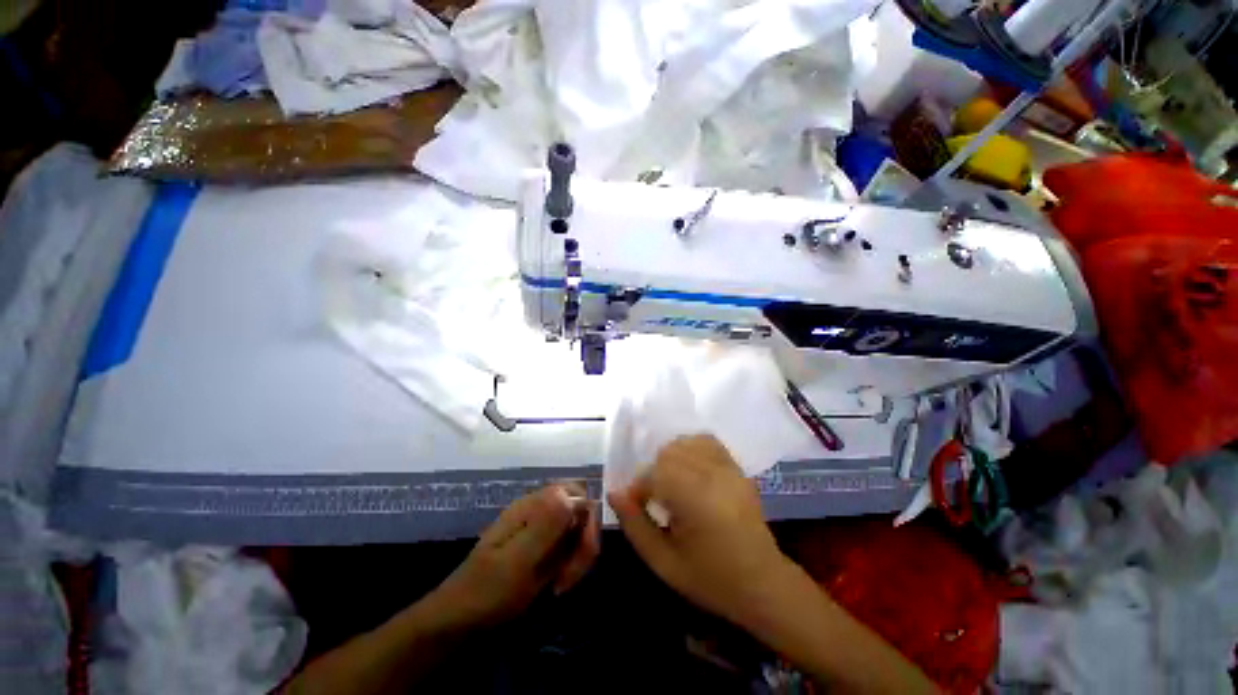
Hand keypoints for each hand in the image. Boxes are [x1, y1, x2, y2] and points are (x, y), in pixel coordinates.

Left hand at [430, 484, 599, 626]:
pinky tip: (557, 585)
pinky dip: (570, 566)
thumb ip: (545, 526)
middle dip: (584, 543)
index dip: (587, 519)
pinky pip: (568, 548)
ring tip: (562, 585)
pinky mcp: (541, 548)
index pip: (577, 494)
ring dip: (578, 558)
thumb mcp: (516, 561)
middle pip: (581, 512)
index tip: (583, 552)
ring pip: (577, 532)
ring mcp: (541, 529)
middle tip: (570, 577)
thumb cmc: (485, 591)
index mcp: (532, 505)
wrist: (458, 621)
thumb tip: (573, 495)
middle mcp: (540, 510)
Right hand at [607, 435, 795, 626]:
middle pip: (668, 453)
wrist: (763, 583)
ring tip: (671, 484)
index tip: (636, 507)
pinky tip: (689, 469)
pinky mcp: (736, 467)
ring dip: (670, 459)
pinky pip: (707, 442)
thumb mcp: (663, 562)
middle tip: (654, 500)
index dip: (638, 490)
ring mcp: (727, 467)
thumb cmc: (710, 579)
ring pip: (685, 443)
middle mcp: (711, 474)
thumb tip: (614, 493)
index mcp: (693, 498)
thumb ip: (634, 525)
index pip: (652, 475)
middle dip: (653, 473)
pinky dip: (691, 448)